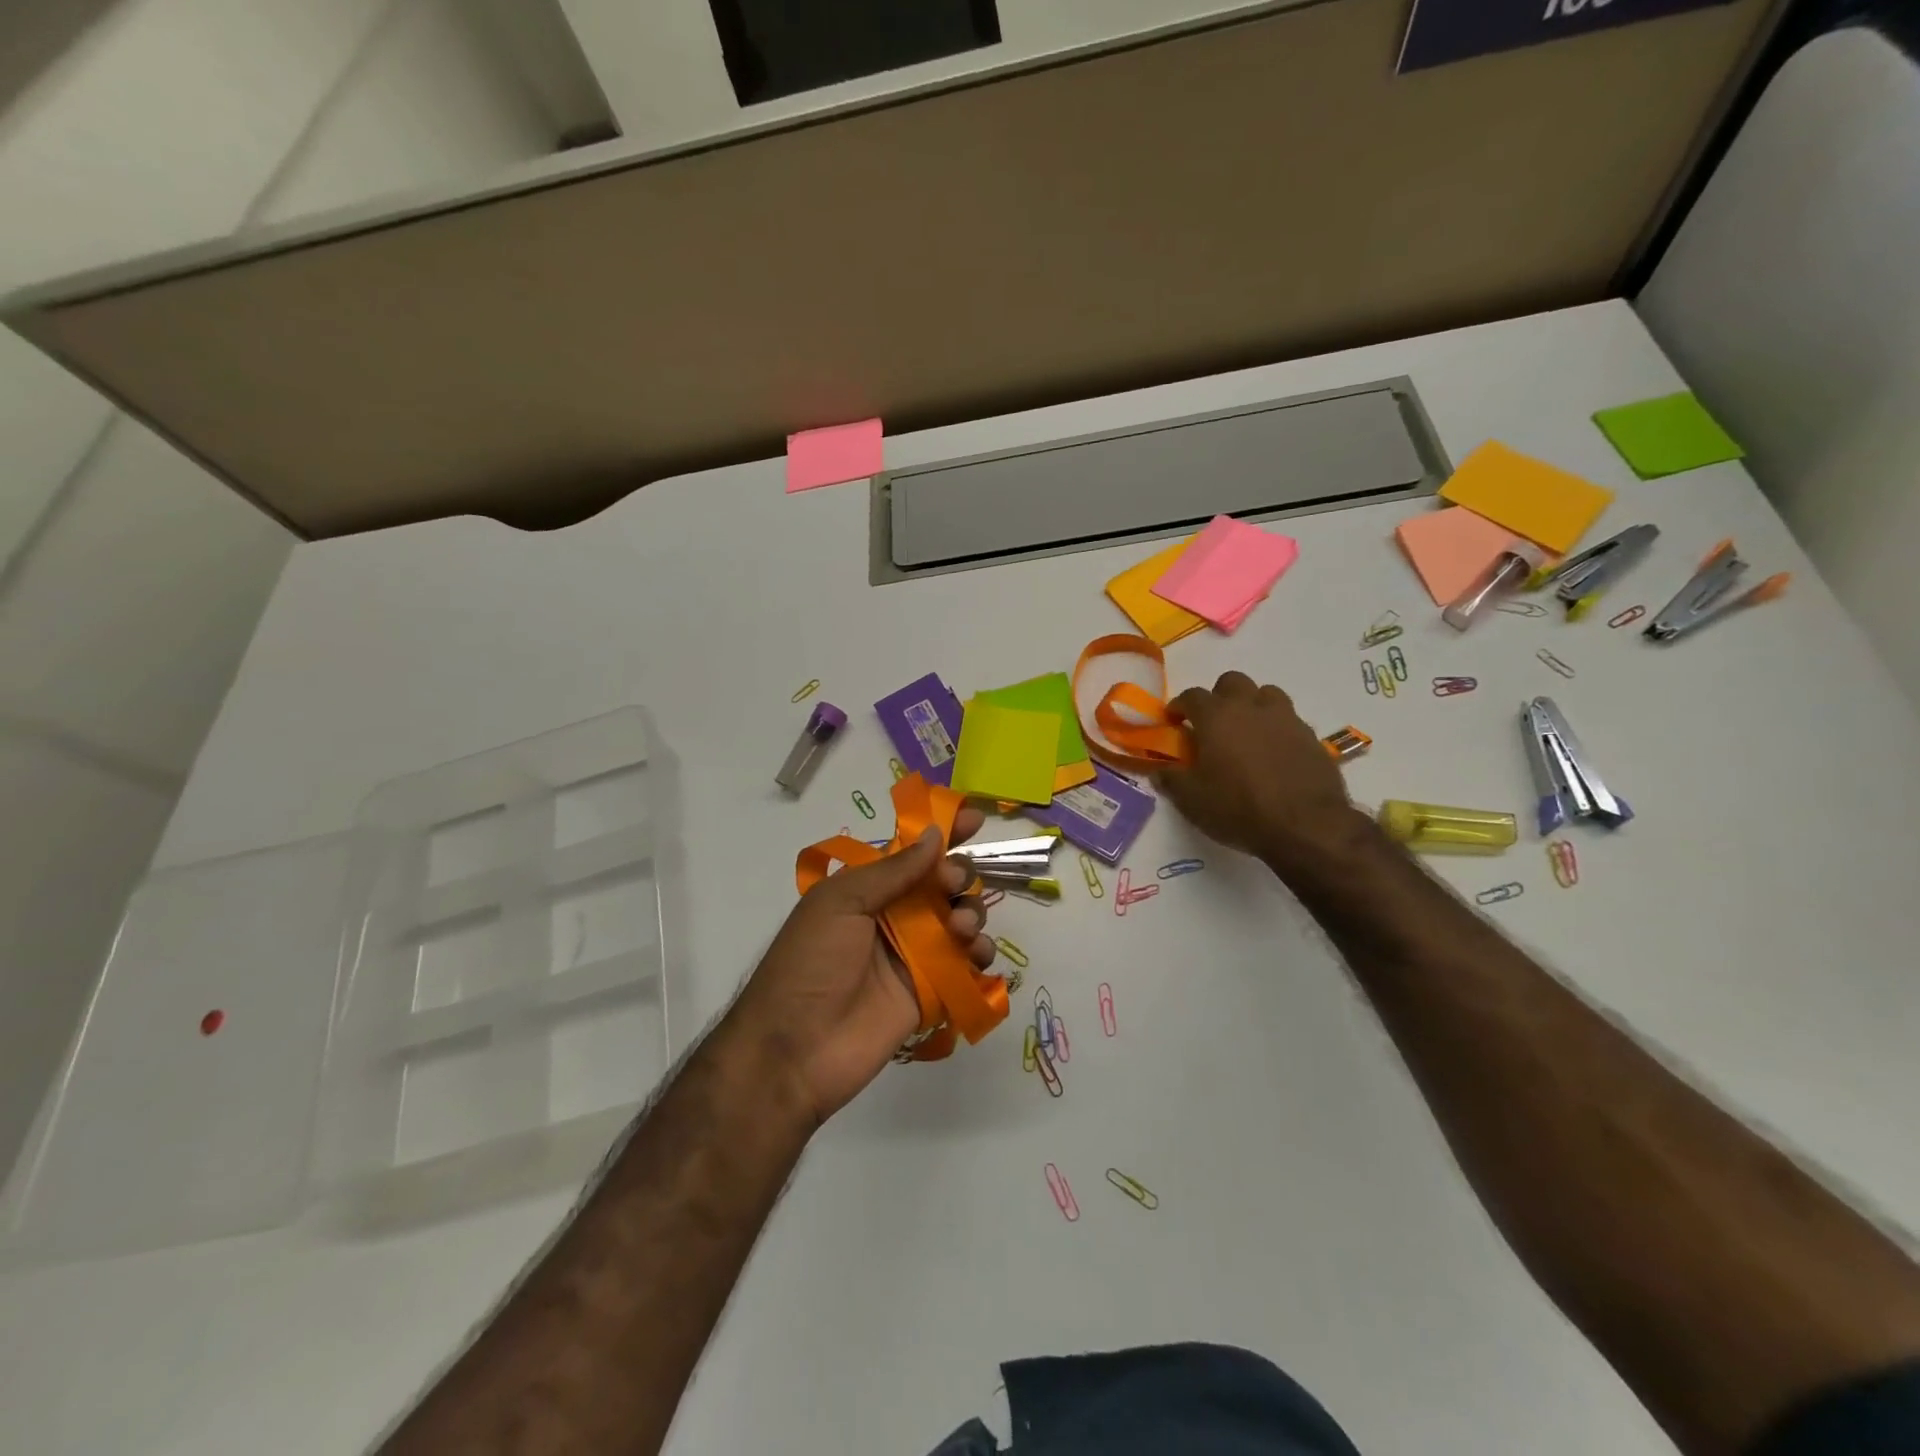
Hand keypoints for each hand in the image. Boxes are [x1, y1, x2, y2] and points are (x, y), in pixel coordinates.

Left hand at [724, 809, 996, 1126]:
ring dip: (971, 912)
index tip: (975, 820)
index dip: (945, 832)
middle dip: (959, 873)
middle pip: (946, 882)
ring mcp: (917, 953)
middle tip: (952, 884)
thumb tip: (936, 834)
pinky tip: (975, 955)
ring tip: (959, 929)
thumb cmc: (810, 963)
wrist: (795, 1050)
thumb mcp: (841, 903)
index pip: (914, 851)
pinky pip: (968, 963)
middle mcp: (898, 915)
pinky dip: (980, 953)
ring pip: (962, 918)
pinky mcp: (933, 990)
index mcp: (870, 888)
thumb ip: (893, 870)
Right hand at [1157, 671, 1357, 862]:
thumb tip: (1157, 770)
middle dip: (1219, 696)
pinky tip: (1274, 754)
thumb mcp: (1191, 800)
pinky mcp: (1311, 736)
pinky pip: (1289, 720)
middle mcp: (1251, 707)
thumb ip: (1171, 779)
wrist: (1306, 826)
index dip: (1180, 706)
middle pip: (1232, 682)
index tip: (1174, 721)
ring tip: (1247, 732)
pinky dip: (1277, 728)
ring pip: (1266, 694)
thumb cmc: (1239, 808)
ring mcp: (1286, 718)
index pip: (1192, 695)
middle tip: (1212, 723)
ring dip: (1252, 705)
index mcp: (1216, 716)